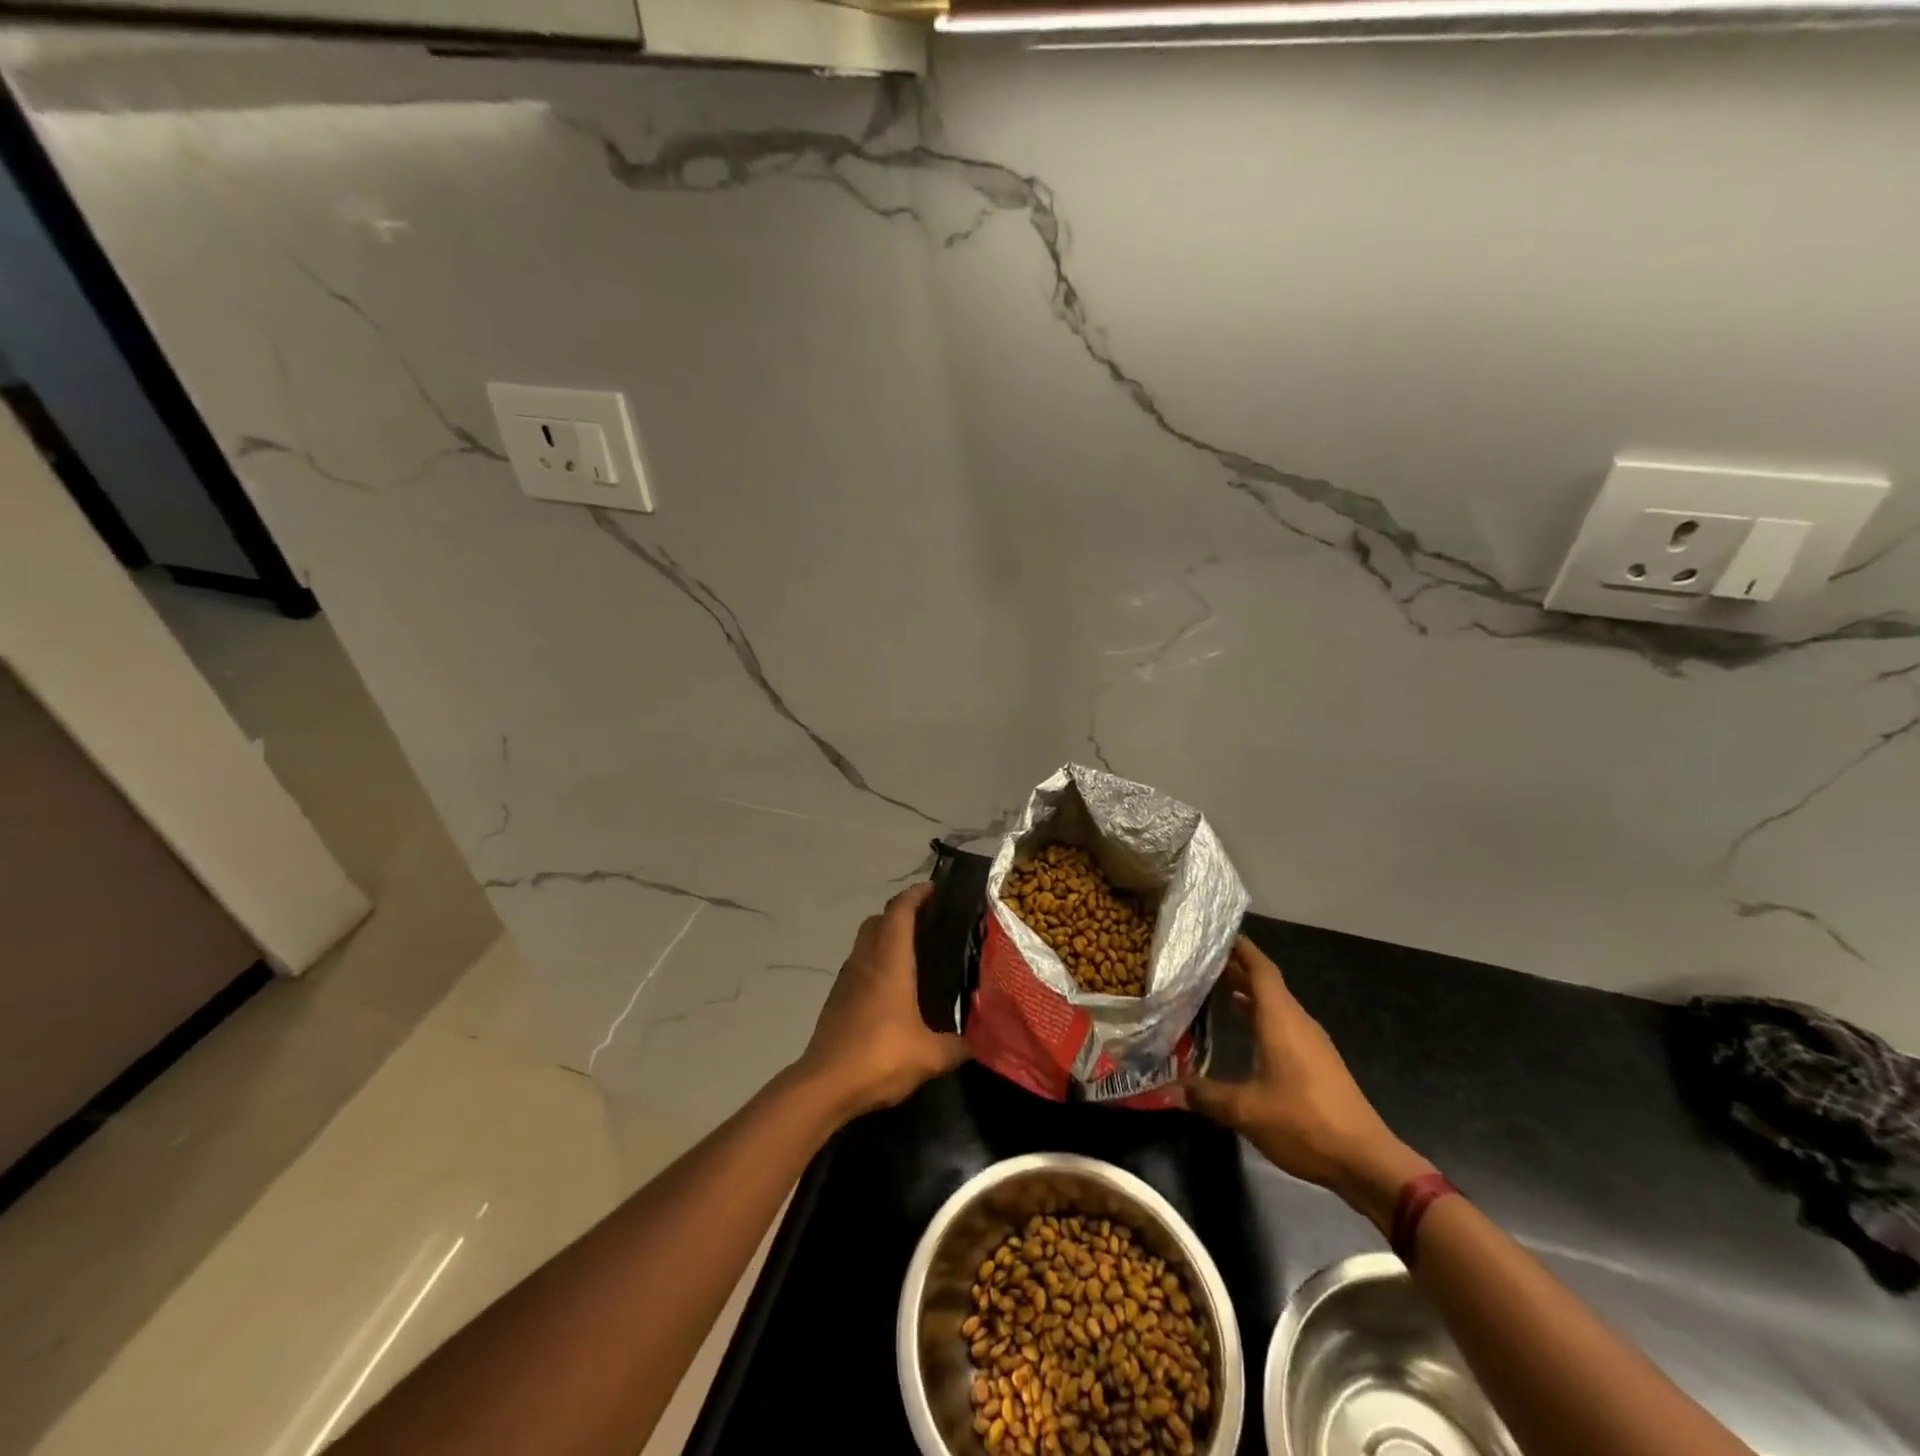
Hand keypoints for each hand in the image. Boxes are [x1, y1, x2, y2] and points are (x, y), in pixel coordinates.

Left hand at [792, 883, 971, 1119]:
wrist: (824, 1085)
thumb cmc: (880, 1058)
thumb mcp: (930, 1055)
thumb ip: (956, 1046)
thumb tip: (977, 1043)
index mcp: (890, 962)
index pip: (900, 912)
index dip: (915, 895)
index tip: (932, 889)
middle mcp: (866, 962)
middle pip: (877, 921)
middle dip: (899, 913)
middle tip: (925, 921)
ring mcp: (846, 980)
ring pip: (863, 942)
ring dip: (883, 937)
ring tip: (910, 954)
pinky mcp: (835, 1000)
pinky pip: (857, 967)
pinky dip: (873, 964)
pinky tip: (890, 989)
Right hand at [1184, 938, 1430, 1229]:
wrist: (1366, 1161)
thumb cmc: (1304, 1123)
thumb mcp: (1246, 1111)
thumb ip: (1207, 1096)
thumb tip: (1171, 1089)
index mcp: (1281, 1020)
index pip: (1260, 969)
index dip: (1240, 949)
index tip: (1216, 935)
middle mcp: (1298, 1023)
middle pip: (1266, 984)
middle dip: (1237, 970)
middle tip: (1202, 965)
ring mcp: (1312, 1043)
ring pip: (1276, 1006)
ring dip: (1249, 995)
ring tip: (1217, 992)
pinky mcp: (1319, 1063)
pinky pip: (1285, 1025)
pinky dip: (1261, 1017)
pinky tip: (1245, 1031)